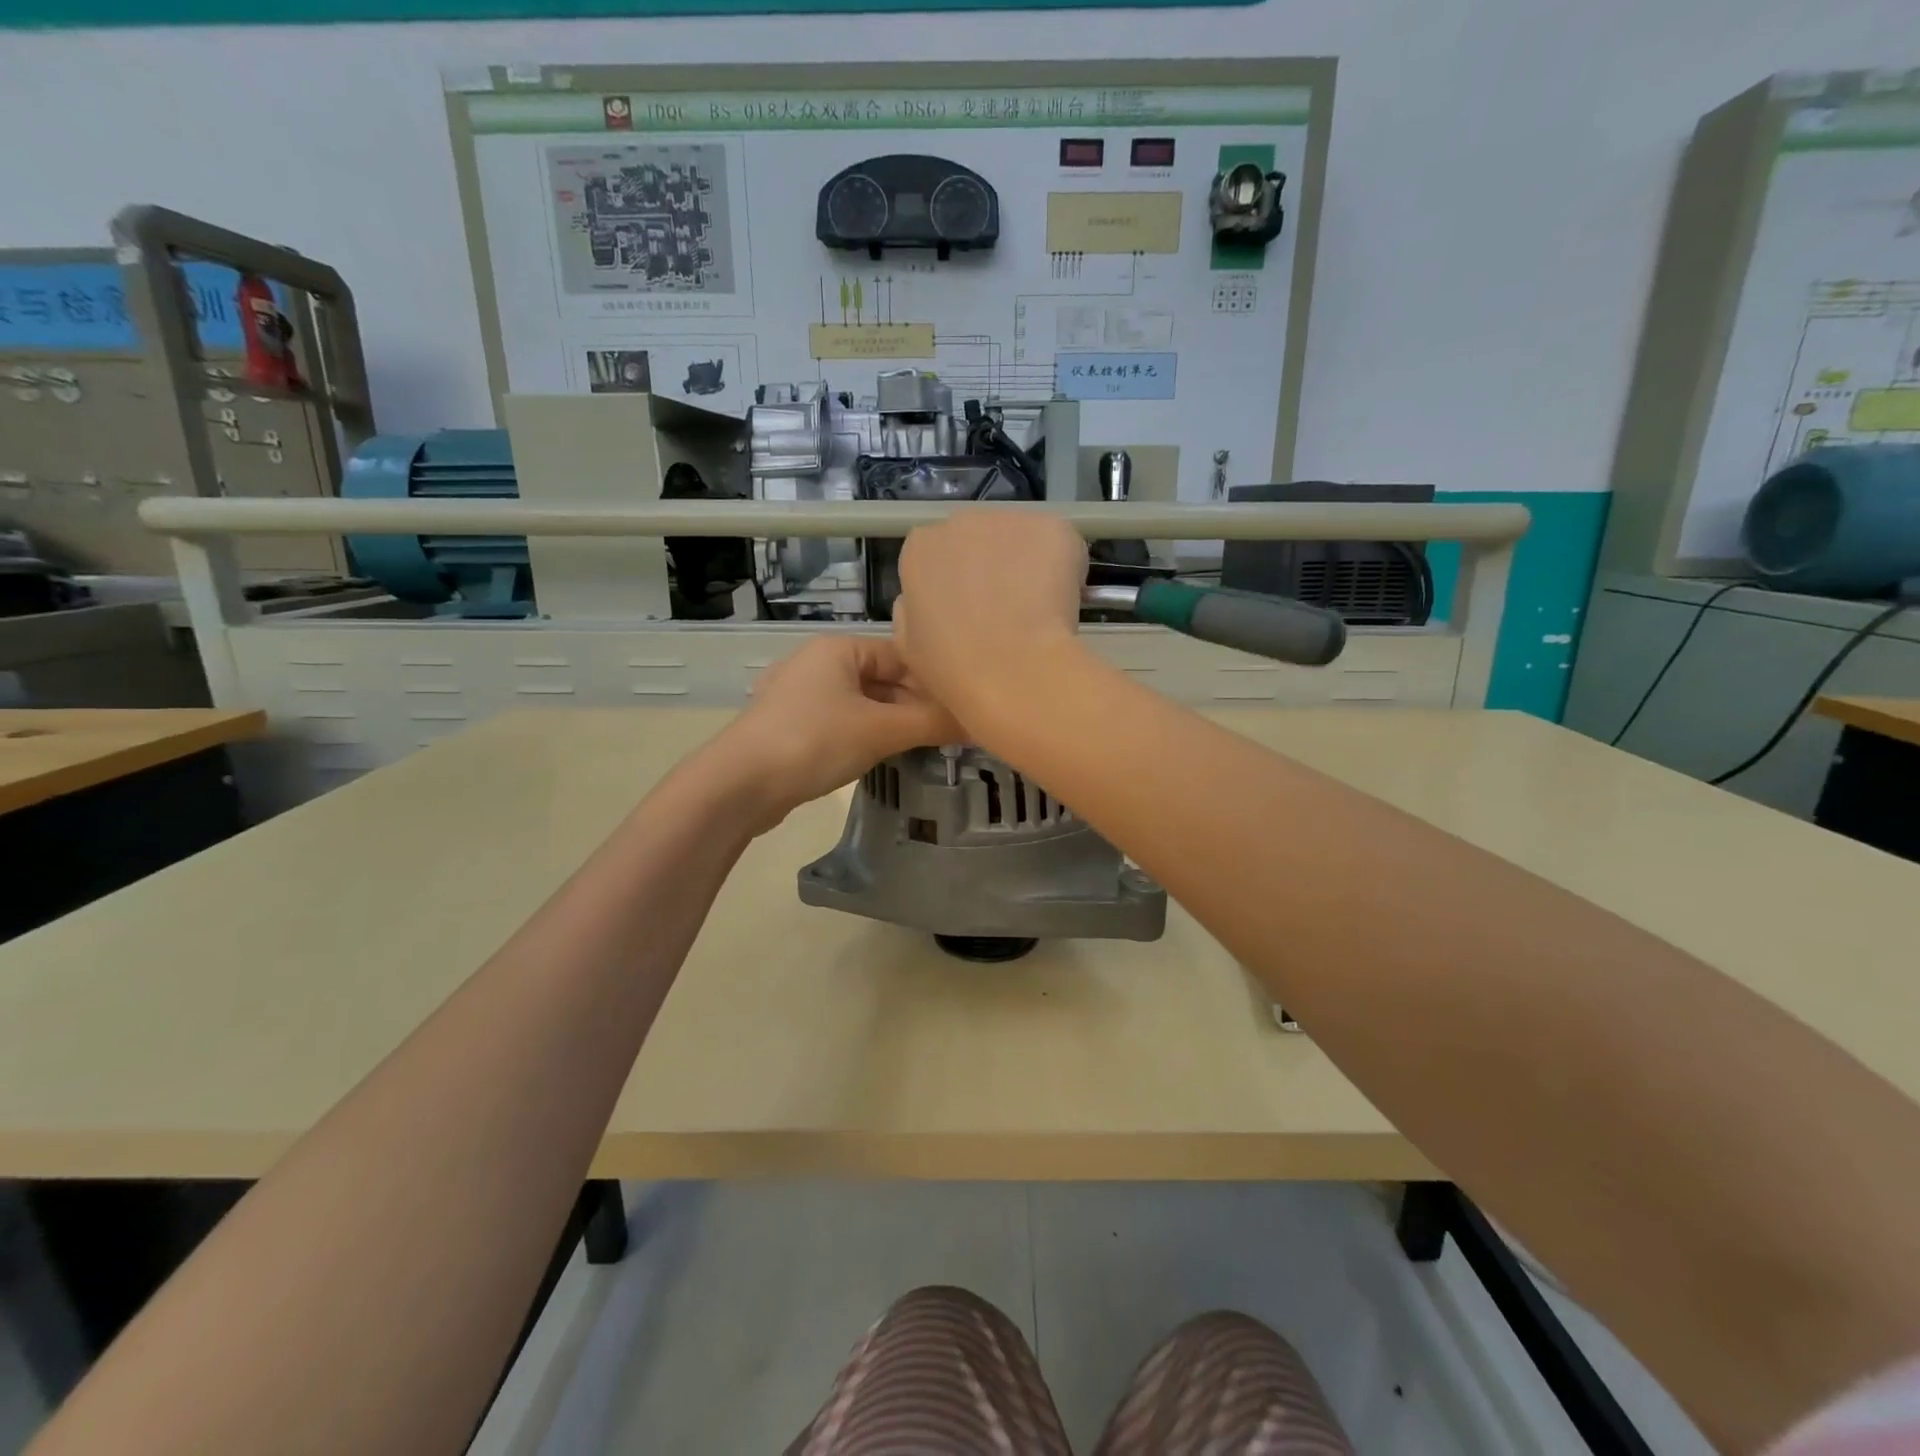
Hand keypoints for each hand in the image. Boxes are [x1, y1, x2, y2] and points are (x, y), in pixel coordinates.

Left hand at [705, 635, 960, 829]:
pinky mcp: (791, 727)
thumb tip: (978, 724)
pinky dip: (866, 735)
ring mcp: (800, 695)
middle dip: (915, 705)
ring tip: (924, 746)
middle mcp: (818, 663)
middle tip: (949, 733)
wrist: (740, 784)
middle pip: (882, 679)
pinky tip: (883, 756)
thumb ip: (931, 723)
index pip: (901, 655)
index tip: (964, 708)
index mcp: (838, 648)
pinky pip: (841, 723)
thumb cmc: (814, 741)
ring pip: (862, 703)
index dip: (935, 681)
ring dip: (893, 723)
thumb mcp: (880, 731)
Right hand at [892, 509, 1089, 729]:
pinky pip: (1060, 546)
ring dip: (1028, 566)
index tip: (969, 612)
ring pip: (1022, 540)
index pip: (937, 554)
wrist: (1012, 669)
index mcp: (920, 548)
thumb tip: (928, 598)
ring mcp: (1010, 519)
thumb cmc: (953, 665)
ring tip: (1036, 611)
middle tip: (1005, 612)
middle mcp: (961, 521)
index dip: (957, 584)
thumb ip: (912, 609)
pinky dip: (1064, 568)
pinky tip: (1060, 603)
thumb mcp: (907, 644)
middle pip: (979, 539)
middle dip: (991, 567)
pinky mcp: (1054, 527)